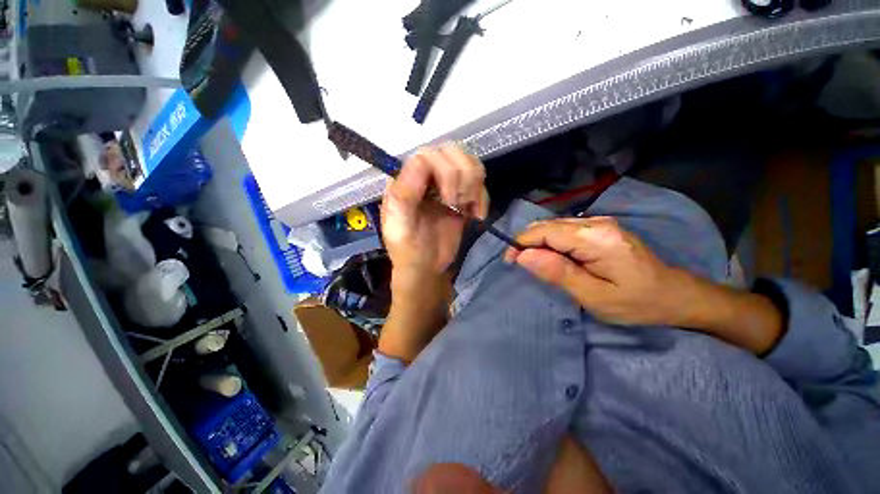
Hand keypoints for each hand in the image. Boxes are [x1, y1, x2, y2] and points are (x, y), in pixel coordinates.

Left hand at [382, 144, 488, 279]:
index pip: (429, 154)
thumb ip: (404, 195)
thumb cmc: (408, 249)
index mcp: (405, 179)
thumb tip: (420, 161)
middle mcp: (426, 176)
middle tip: (457, 204)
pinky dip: (483, 197)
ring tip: (466, 208)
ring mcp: (445, 184)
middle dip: (461, 177)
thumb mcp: (399, 226)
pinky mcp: (462, 195)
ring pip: (469, 162)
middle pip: (452, 151)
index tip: (449, 201)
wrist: (426, 267)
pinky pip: (480, 181)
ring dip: (474, 185)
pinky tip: (477, 214)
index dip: (445, 172)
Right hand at [504, 217, 782, 352]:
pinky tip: (553, 257)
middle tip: (520, 265)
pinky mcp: (600, 227)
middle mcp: (595, 222)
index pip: (544, 231)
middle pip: (547, 225)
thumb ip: (557, 273)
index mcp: (595, 238)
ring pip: (554, 226)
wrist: (676, 295)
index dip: (521, 243)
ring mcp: (599, 222)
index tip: (509, 262)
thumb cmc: (637, 302)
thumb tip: (523, 256)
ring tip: (535, 264)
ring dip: (538, 242)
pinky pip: (564, 230)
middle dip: (527, 242)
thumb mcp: (594, 296)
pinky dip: (550, 242)